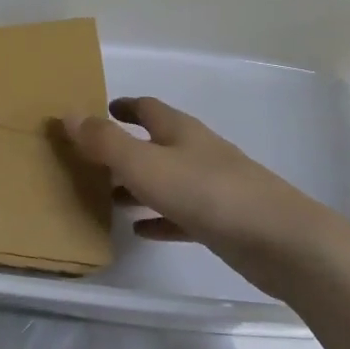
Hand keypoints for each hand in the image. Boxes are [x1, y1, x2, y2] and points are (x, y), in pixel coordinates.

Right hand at [64, 97, 349, 289]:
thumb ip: (106, 142)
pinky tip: (142, 232)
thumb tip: (68, 114)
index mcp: (181, 132)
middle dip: (126, 149)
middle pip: (157, 143)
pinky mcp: (223, 222)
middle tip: (93, 160)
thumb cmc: (209, 194)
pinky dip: (160, 218)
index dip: (124, 107)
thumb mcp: (146, 165)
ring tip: (108, 198)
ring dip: (139, 186)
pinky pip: (181, 215)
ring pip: (167, 180)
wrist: (281, 241)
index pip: (148, 109)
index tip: (101, 110)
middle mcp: (198, 153)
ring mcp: (214, 188)